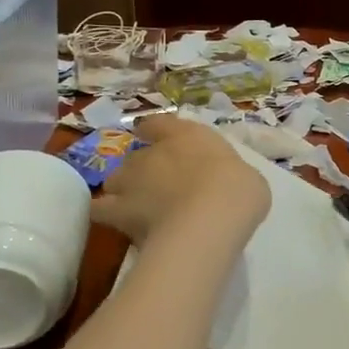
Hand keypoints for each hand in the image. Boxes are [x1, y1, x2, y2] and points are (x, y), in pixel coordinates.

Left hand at [93, 114, 270, 244]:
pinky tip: (114, 224)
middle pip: (136, 157)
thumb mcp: (247, 178)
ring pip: (114, 180)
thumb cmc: (237, 190)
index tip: (153, 138)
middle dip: (142, 171)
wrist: (209, 218)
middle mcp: (153, 152)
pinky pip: (101, 210)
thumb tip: (227, 188)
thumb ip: (228, 178)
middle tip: (157, 190)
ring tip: (135, 209)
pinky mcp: (117, 211)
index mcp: (186, 136)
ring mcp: (130, 180)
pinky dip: (105, 214)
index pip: (159, 124)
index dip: (155, 131)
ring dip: (123, 191)